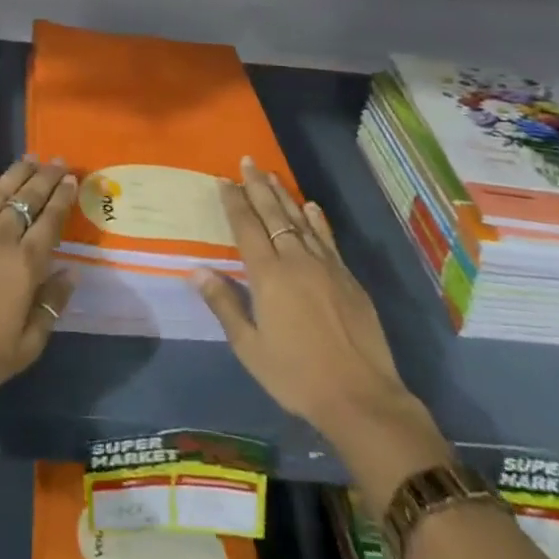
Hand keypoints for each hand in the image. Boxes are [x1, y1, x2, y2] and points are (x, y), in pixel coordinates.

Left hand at [0, 159, 78, 404]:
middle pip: (28, 198)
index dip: (62, 198)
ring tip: (32, 158)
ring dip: (19, 172)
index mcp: (25, 264)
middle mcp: (1, 237)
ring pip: (1, 189)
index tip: (71, 179)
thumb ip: (51, 306)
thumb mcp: (26, 347)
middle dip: (46, 177)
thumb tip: (71, 272)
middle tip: (58, 161)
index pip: (50, 220)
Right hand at [193, 160, 450, 503]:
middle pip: (273, 214)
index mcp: (268, 276)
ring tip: (272, 175)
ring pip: (300, 220)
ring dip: (284, 196)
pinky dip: (317, 220)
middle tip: (248, 161)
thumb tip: (196, 270)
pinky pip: (327, 238)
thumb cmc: (297, 376)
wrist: (361, 398)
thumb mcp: (250, 348)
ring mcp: (325, 266)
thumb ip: (224, 305)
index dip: (234, 202)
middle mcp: (295, 260)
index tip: (224, 179)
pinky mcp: (348, 278)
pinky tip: (311, 207)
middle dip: (257, 186)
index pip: (246, 227)